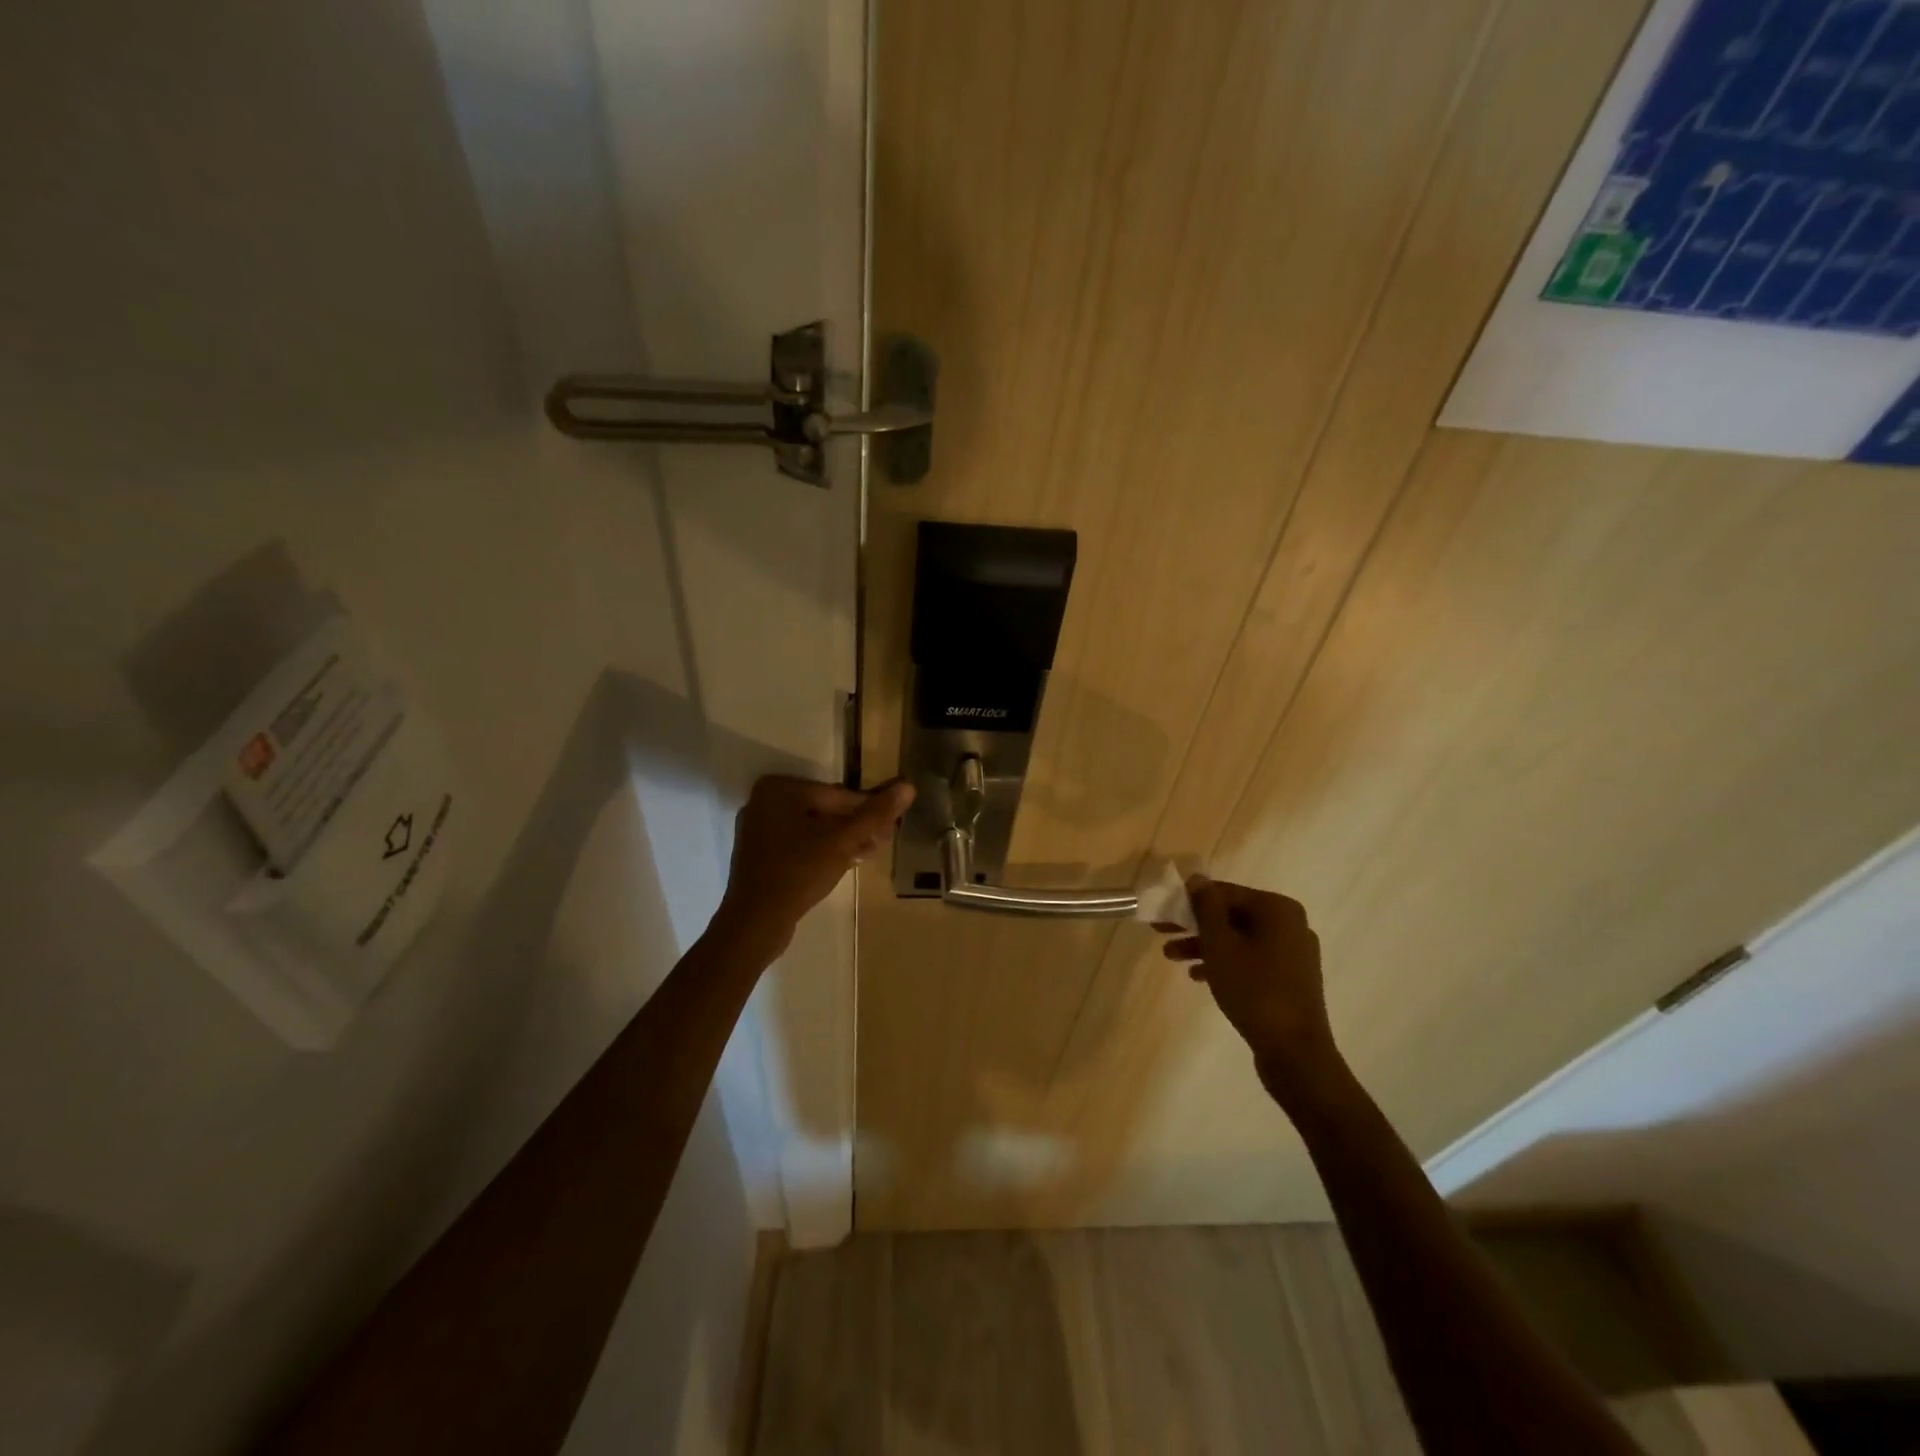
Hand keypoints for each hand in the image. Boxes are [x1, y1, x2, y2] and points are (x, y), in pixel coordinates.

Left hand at [712, 776, 915, 957]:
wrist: (755, 922)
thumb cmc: (799, 871)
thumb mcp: (843, 841)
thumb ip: (875, 814)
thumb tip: (908, 787)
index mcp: (779, 788)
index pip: (838, 795)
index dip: (869, 811)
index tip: (893, 826)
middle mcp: (764, 801)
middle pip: (825, 810)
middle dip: (856, 826)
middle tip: (885, 841)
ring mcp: (759, 829)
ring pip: (813, 829)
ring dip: (843, 840)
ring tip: (871, 854)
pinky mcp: (759, 854)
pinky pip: (798, 844)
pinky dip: (822, 851)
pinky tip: (847, 863)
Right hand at [1162, 876, 1344, 1102]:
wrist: (1295, 1051)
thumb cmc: (1253, 989)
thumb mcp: (1220, 944)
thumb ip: (1206, 908)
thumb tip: (1198, 878)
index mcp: (1277, 909)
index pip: (1226, 893)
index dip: (1190, 900)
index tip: (1163, 910)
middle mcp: (1290, 925)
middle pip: (1232, 915)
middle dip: (1194, 924)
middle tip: (1160, 931)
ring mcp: (1293, 953)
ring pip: (1239, 939)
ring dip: (1204, 945)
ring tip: (1170, 957)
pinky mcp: (1290, 979)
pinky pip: (1251, 959)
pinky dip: (1224, 963)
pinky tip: (1197, 976)